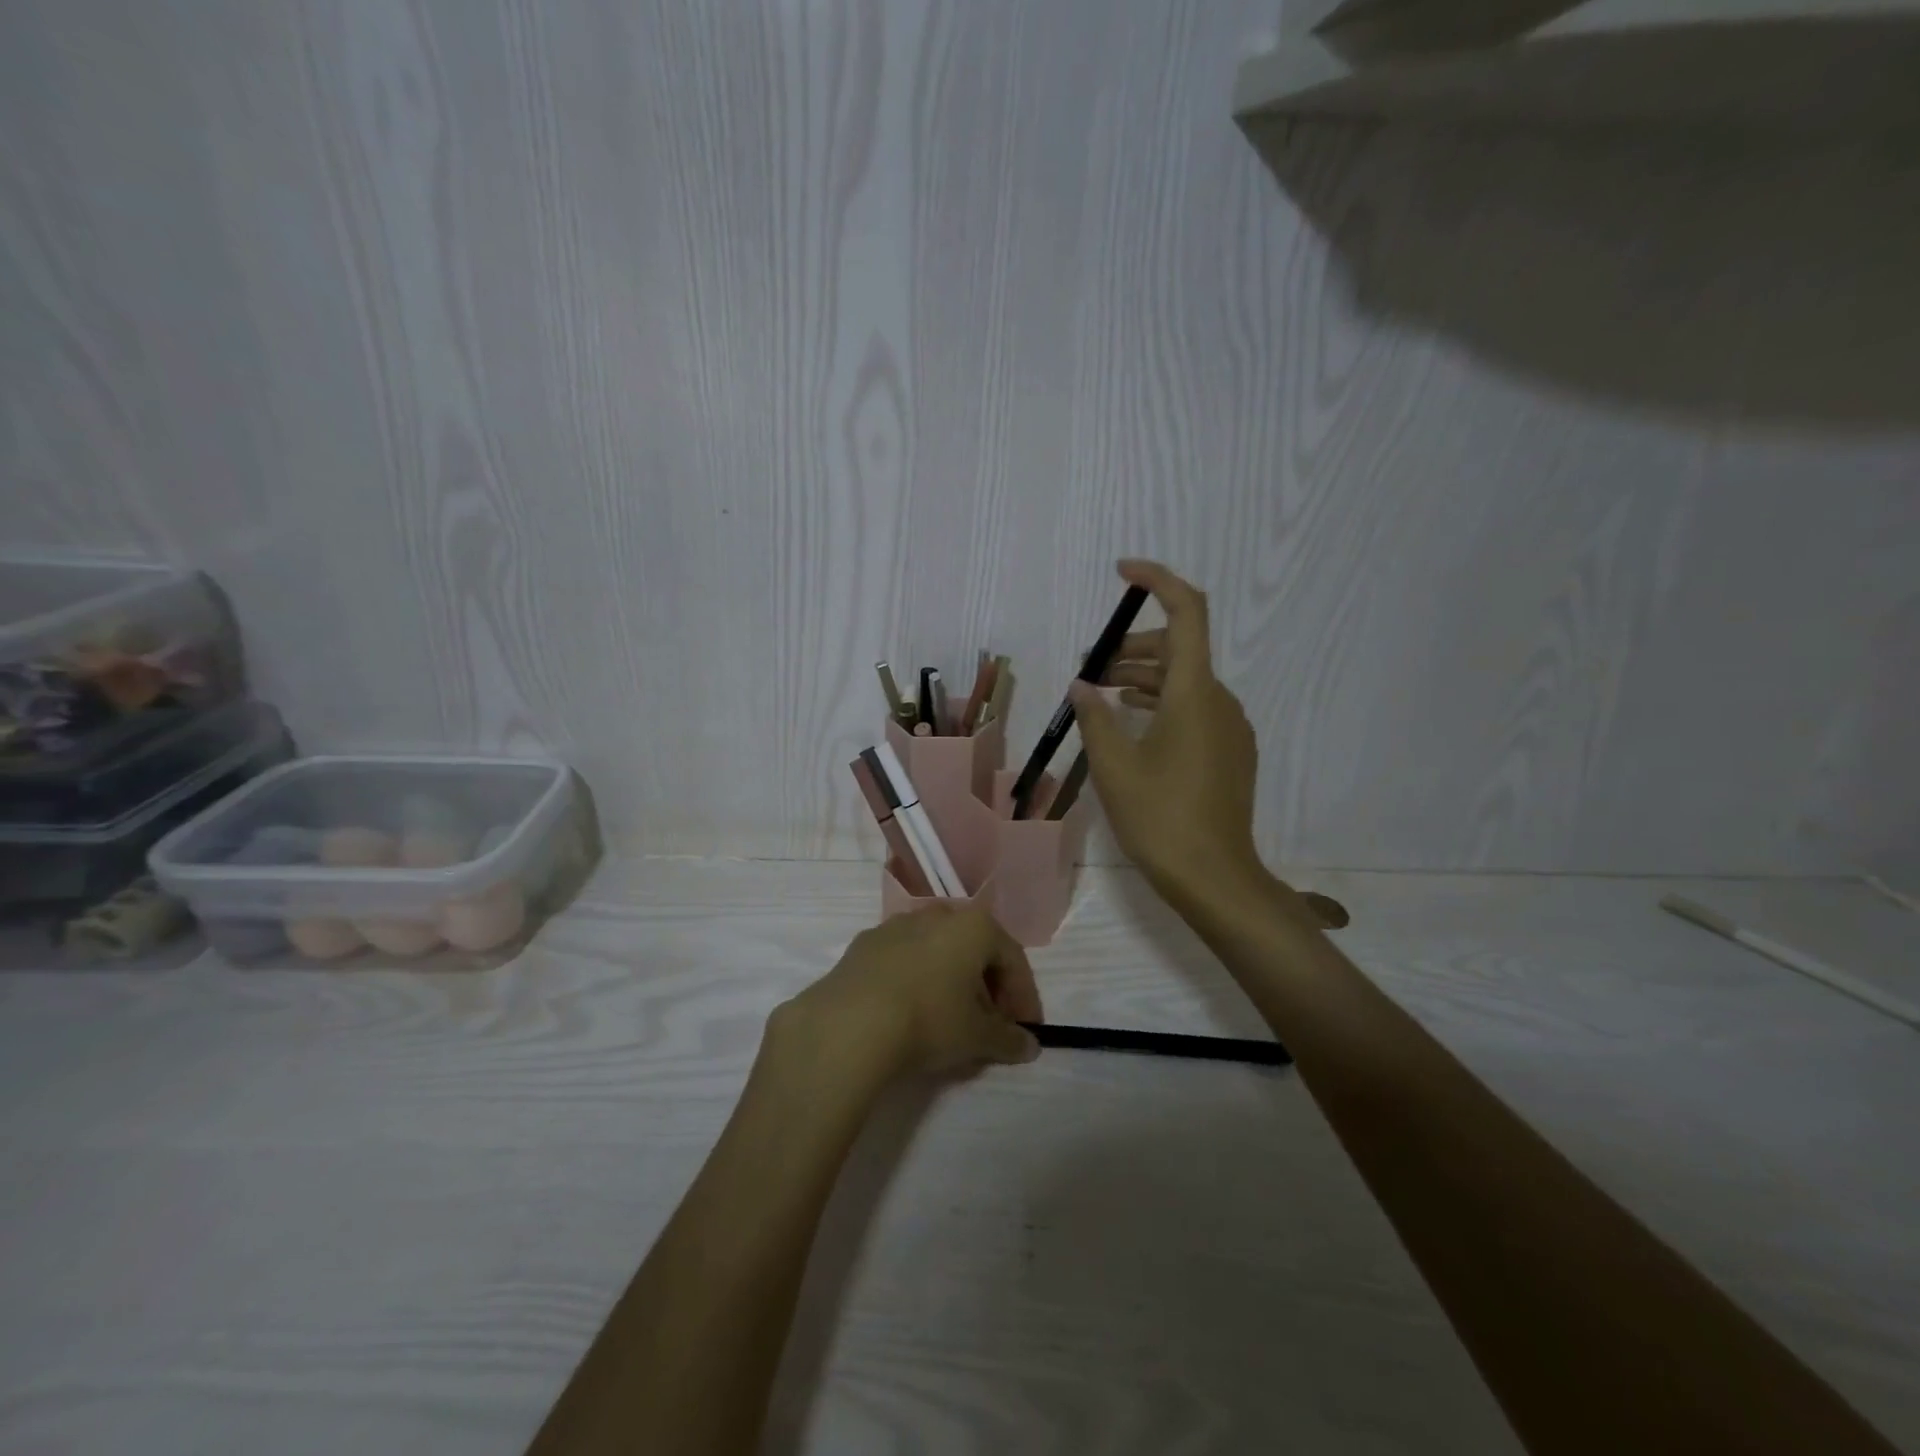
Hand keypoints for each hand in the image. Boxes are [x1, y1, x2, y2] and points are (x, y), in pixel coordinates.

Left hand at [772, 904, 1041, 1083]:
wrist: (849, 1023)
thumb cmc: (929, 1019)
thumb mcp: (977, 1037)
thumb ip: (1008, 1039)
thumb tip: (1028, 1045)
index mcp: (974, 926)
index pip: (1012, 958)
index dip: (1024, 996)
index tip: (1026, 1030)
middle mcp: (937, 914)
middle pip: (974, 950)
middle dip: (988, 987)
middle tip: (991, 1025)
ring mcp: (896, 925)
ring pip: (937, 952)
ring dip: (951, 982)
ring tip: (950, 1021)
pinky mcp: (863, 944)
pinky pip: (903, 960)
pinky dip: (916, 981)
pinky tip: (909, 1013)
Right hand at [1070, 560, 1263, 904]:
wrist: (1214, 877)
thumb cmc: (1160, 817)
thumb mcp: (1114, 765)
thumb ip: (1095, 716)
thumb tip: (1084, 684)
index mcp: (1195, 693)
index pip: (1187, 613)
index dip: (1158, 581)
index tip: (1123, 573)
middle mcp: (1219, 701)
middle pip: (1179, 648)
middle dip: (1133, 646)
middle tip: (1091, 666)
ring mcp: (1229, 728)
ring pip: (1185, 681)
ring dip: (1144, 677)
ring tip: (1102, 693)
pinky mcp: (1229, 752)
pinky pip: (1195, 708)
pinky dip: (1161, 702)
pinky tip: (1132, 723)